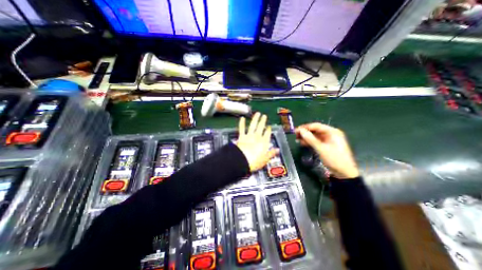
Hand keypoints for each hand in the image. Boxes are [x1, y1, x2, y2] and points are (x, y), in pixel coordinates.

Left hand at [237, 112, 278, 171]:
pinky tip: (242, 118)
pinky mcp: (241, 136)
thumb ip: (271, 153)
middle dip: (263, 121)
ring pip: (253, 125)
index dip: (268, 130)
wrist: (242, 161)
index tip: (269, 126)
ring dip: (255, 119)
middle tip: (264, 116)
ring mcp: (249, 136)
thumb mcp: (265, 159)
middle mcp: (257, 137)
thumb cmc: (254, 162)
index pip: (267, 134)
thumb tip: (278, 150)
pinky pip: (242, 128)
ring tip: (257, 113)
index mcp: (264, 142)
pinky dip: (241, 123)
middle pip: (261, 127)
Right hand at [294, 123, 356, 178]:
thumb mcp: (321, 149)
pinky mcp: (325, 145)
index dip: (305, 127)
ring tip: (297, 139)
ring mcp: (328, 139)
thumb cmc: (334, 159)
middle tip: (295, 135)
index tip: (296, 130)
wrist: (344, 173)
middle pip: (315, 130)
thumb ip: (310, 139)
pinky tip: (302, 143)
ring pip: (314, 135)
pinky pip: (316, 141)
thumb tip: (300, 131)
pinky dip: (309, 142)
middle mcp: (330, 134)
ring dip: (306, 137)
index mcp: (332, 132)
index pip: (316, 126)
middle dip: (305, 132)